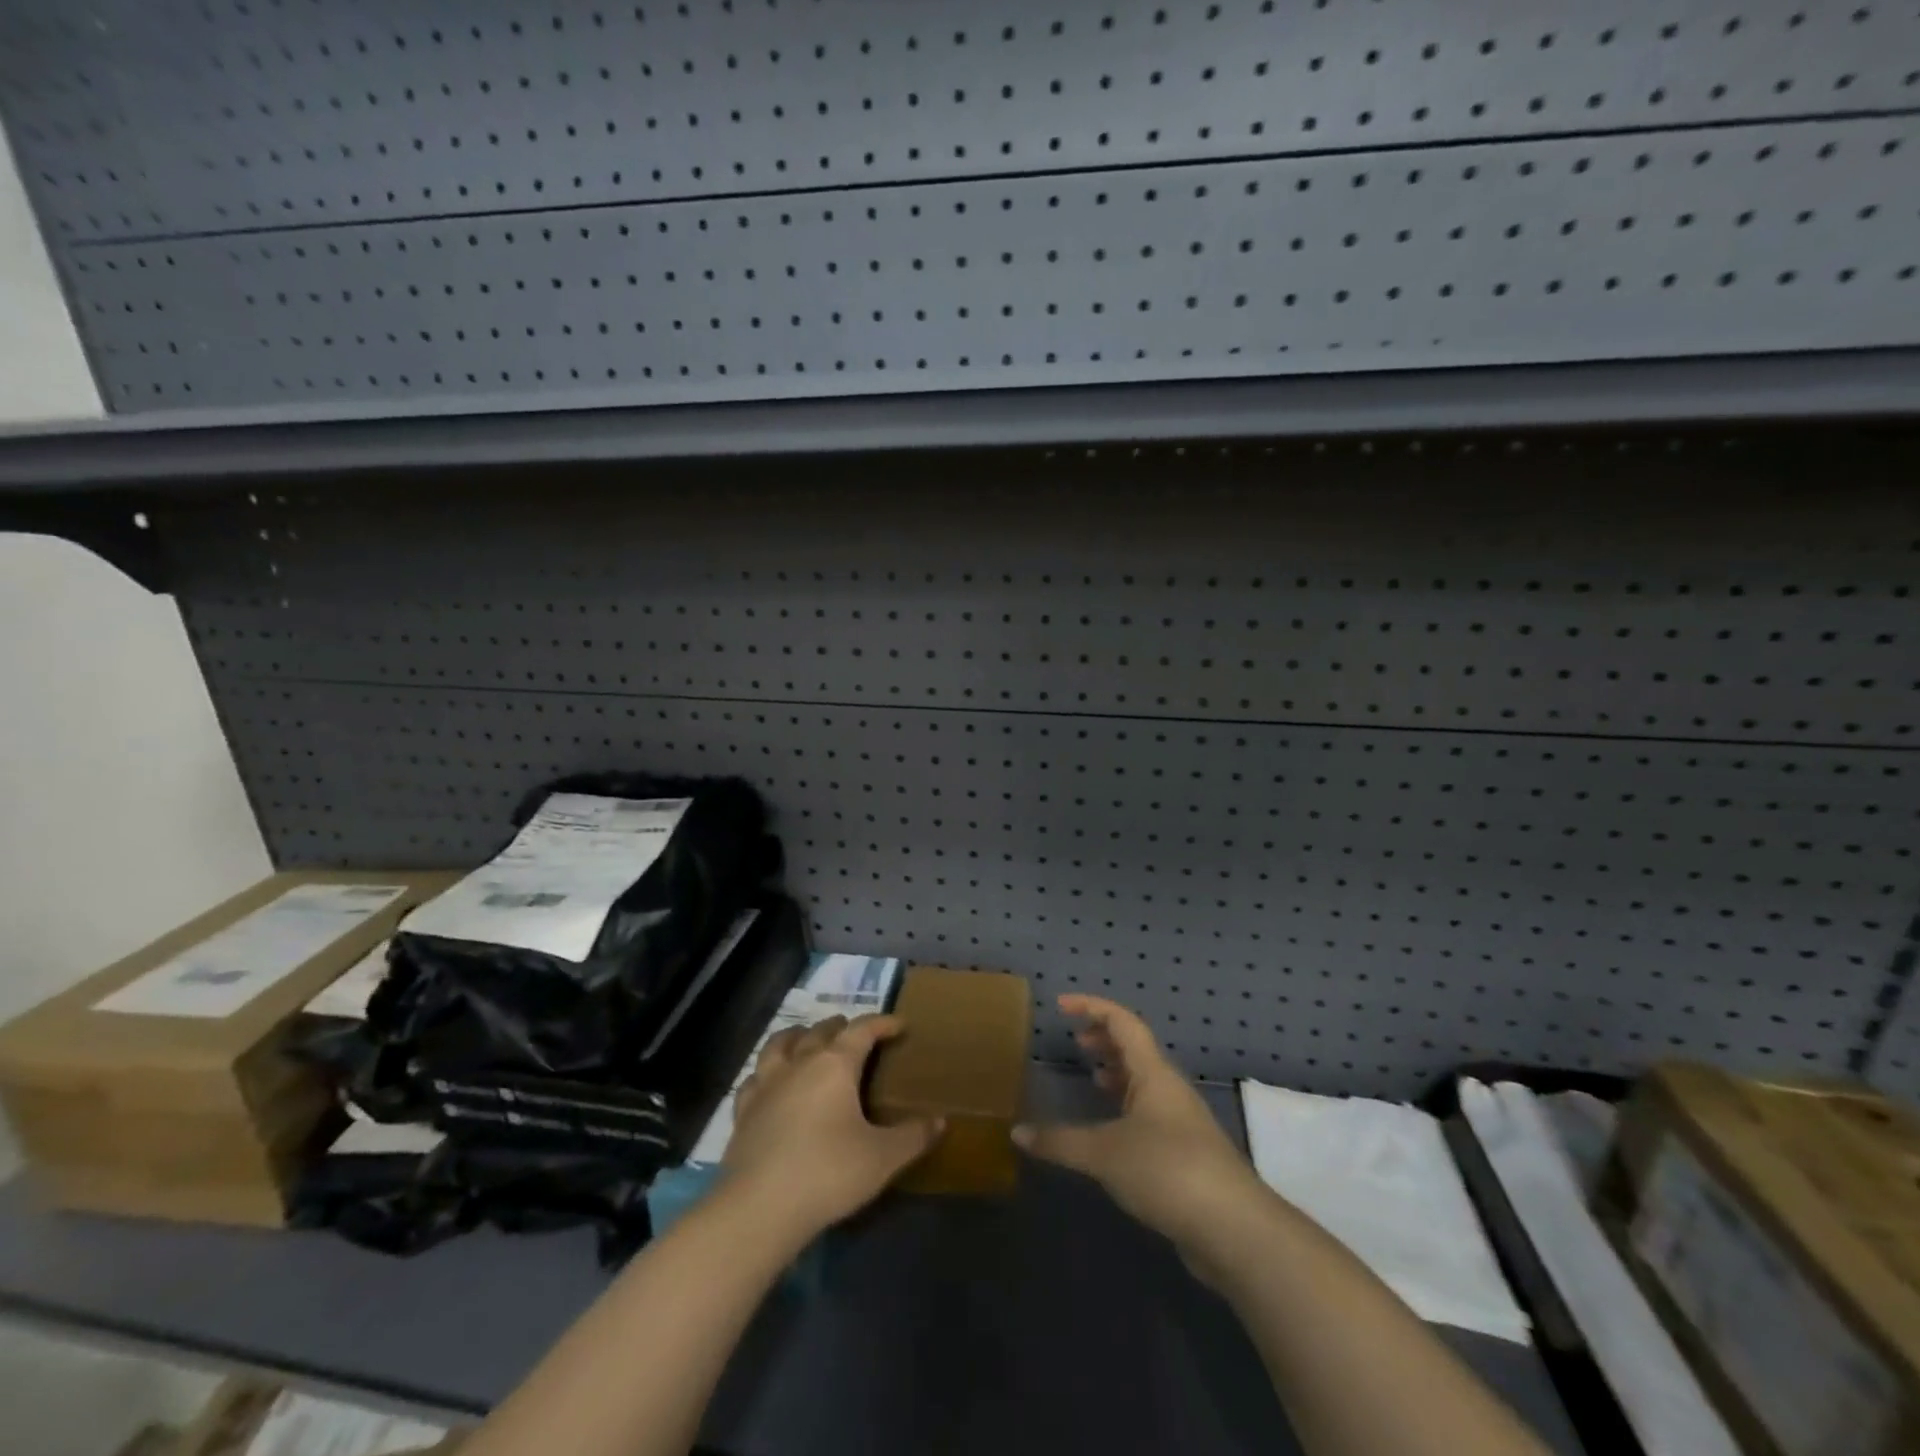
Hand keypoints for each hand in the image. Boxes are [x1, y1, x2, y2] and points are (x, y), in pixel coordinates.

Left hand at [724, 1013, 939, 1238]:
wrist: (759, 1208)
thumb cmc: (828, 1174)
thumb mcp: (882, 1158)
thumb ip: (913, 1137)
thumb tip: (940, 1121)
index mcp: (835, 1065)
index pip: (862, 1030)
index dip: (882, 1023)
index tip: (900, 1025)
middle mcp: (799, 1063)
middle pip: (820, 1031)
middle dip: (841, 1027)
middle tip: (855, 1035)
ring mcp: (766, 1085)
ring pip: (780, 1044)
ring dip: (798, 1036)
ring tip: (807, 1040)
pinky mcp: (743, 1112)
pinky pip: (754, 1078)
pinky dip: (766, 1072)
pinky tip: (769, 1082)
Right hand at [1014, 994, 1265, 1263]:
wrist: (1235, 1229)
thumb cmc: (1168, 1171)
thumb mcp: (1104, 1153)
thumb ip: (1059, 1141)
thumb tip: (1017, 1132)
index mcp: (1153, 1072)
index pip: (1122, 1022)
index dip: (1092, 1006)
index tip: (1061, 1005)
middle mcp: (1169, 1089)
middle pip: (1136, 1048)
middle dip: (1105, 1039)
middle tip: (1075, 1042)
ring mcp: (1181, 1121)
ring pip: (1144, 1081)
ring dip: (1117, 1072)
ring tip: (1091, 1077)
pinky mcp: (1185, 1154)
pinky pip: (1149, 1113)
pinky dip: (1125, 1107)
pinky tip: (1110, 1130)